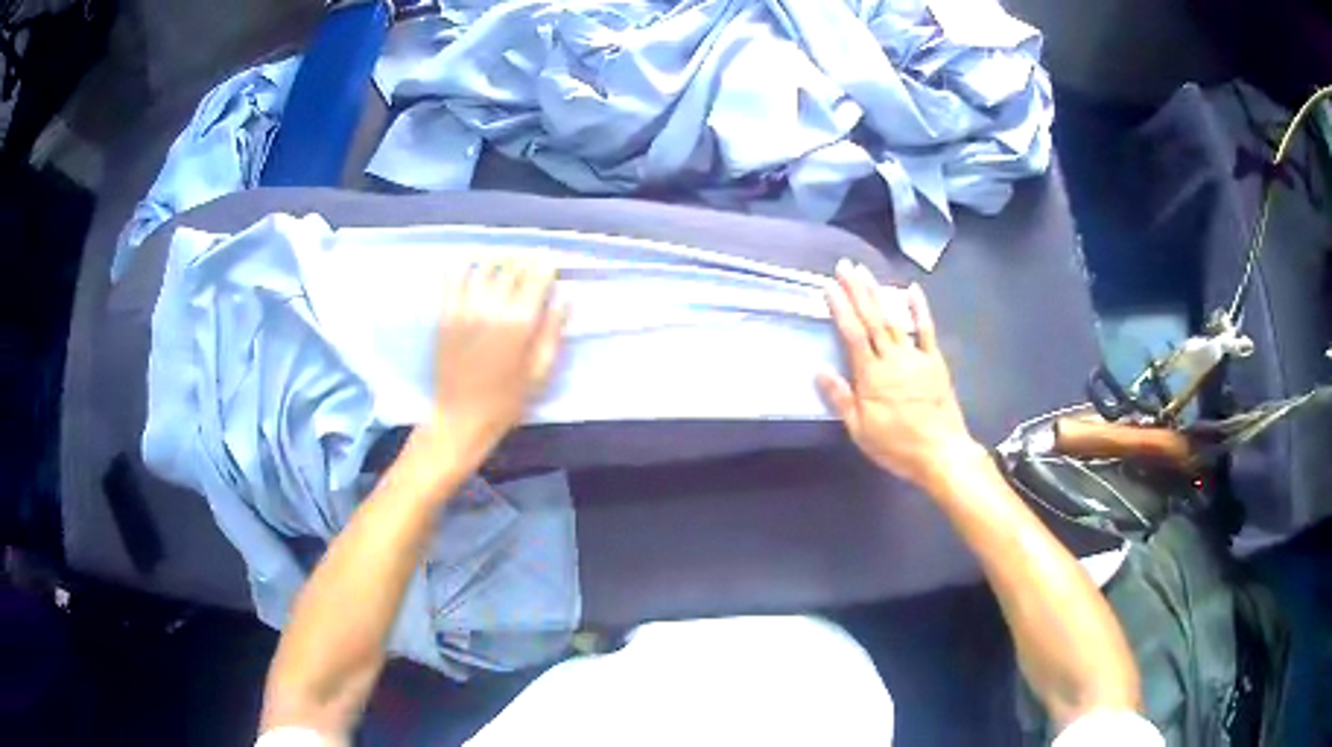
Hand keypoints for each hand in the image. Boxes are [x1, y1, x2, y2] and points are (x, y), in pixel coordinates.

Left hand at [420, 257, 565, 472]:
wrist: (460, 418)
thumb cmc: (506, 402)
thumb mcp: (541, 373)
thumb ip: (553, 332)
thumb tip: (564, 299)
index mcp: (520, 323)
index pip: (537, 275)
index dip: (546, 265)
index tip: (551, 264)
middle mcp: (492, 308)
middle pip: (511, 265)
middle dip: (525, 260)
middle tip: (530, 264)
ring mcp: (464, 308)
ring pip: (483, 265)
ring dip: (498, 260)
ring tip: (504, 264)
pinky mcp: (444, 313)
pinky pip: (453, 277)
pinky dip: (466, 266)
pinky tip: (473, 268)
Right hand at [817, 260, 979, 489]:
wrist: (941, 452)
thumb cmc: (897, 446)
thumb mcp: (860, 430)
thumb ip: (841, 399)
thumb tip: (819, 370)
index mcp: (871, 376)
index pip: (852, 334)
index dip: (839, 308)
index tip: (828, 286)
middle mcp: (892, 359)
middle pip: (872, 319)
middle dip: (857, 291)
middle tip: (845, 266)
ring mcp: (916, 357)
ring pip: (894, 319)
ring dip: (879, 294)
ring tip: (866, 273)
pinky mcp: (934, 362)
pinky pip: (926, 331)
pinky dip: (919, 309)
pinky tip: (913, 290)